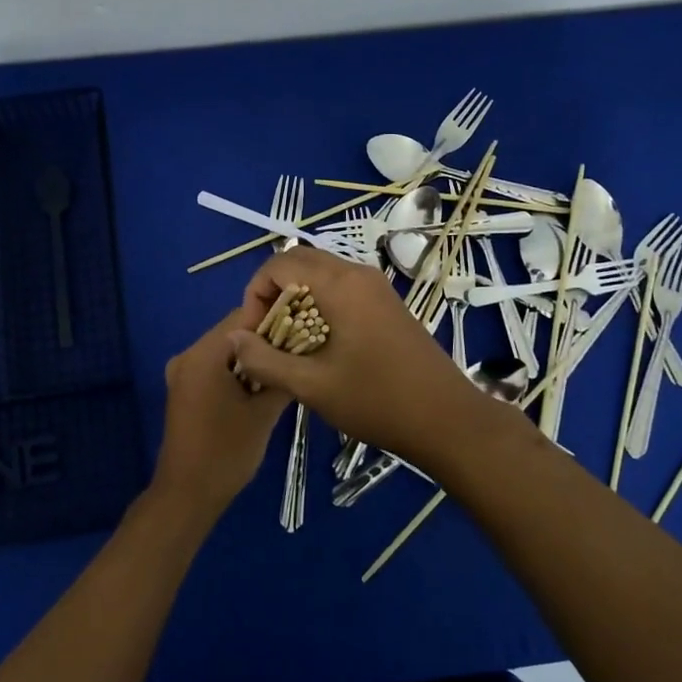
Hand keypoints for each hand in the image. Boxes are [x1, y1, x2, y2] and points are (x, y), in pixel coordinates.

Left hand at [153, 304, 292, 522]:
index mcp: (204, 354)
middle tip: (299, 352)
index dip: (276, 318)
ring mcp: (183, 373)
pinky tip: (261, 386)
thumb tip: (300, 351)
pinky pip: (215, 367)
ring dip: (253, 356)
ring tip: (285, 368)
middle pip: (234, 331)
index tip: (305, 330)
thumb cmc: (227, 452)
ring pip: (226, 350)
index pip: (244, 315)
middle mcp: (188, 355)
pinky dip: (238, 370)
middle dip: (266, 338)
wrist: (188, 494)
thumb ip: (280, 375)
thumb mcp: (264, 413)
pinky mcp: (184, 390)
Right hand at [225, 249, 496, 464]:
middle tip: (268, 335)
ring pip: (321, 274)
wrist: (447, 419)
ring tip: (290, 343)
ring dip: (297, 299)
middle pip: (300, 262)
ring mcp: (377, 287)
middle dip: (274, 293)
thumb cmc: (376, 401)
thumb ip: (264, 360)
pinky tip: (320, 345)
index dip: (256, 293)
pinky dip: (320, 305)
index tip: (255, 333)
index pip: (280, 263)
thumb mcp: (311, 386)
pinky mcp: (387, 303)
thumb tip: (234, 338)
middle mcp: (358, 274)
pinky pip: (342, 288)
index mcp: (340, 285)